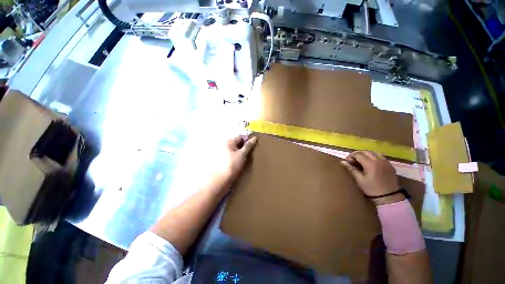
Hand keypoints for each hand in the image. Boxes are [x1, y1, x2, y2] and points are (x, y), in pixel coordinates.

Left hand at [209, 135, 256, 188]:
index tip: (254, 146)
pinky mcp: (225, 159)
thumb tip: (254, 138)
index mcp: (228, 141)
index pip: (240, 137)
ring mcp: (224, 153)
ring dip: (242, 153)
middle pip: (238, 143)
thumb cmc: (232, 165)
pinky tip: (242, 162)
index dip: (248, 140)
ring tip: (248, 158)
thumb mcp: (242, 154)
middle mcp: (225, 145)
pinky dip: (238, 157)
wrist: (220, 180)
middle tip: (252, 152)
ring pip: (237, 150)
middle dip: (245, 147)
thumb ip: (248, 146)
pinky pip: (234, 155)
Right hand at [341, 151, 403, 205]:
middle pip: (366, 152)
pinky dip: (374, 157)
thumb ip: (351, 169)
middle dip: (358, 154)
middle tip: (353, 160)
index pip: (358, 154)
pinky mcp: (390, 165)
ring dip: (366, 155)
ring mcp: (386, 162)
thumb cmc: (371, 189)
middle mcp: (379, 160)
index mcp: (370, 163)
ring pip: (374, 153)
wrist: (389, 197)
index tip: (347, 161)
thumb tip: (342, 162)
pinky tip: (371, 164)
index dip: (351, 156)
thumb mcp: (359, 179)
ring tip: (362, 161)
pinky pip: (381, 157)